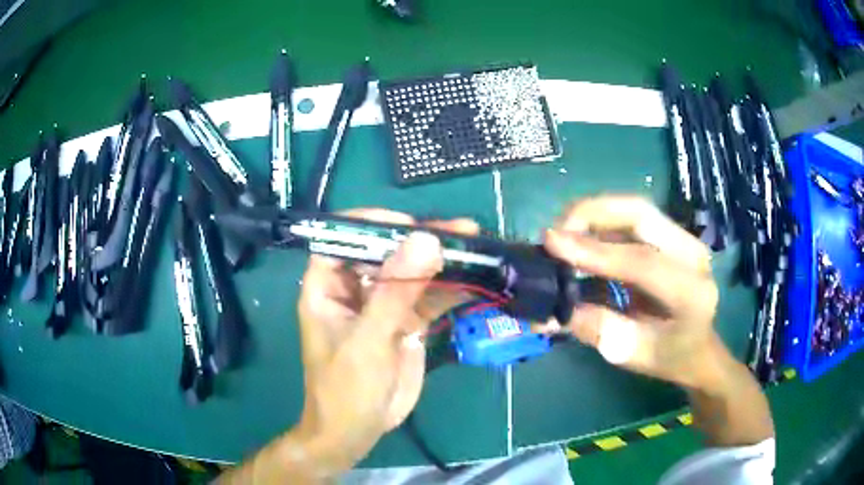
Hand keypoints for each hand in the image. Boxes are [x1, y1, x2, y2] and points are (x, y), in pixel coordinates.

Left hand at [295, 209, 477, 469]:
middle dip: (420, 241)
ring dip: (443, 264)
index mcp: (328, 288)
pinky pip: (429, 299)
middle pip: (386, 253)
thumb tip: (425, 241)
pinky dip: (451, 291)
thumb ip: (395, 292)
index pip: (343, 240)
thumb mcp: (367, 341)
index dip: (372, 225)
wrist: (357, 431)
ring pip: (412, 274)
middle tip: (460, 231)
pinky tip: (477, 281)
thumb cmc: (345, 388)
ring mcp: (383, 306)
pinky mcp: (406, 324)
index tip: (409, 225)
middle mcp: (355, 290)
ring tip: (477, 248)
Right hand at [541, 196, 721, 388]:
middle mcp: (693, 255)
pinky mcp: (672, 235)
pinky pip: (633, 218)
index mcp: (691, 293)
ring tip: (562, 232)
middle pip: (641, 214)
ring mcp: (684, 239)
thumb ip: (598, 329)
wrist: (698, 347)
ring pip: (635, 209)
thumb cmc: (669, 357)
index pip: (642, 261)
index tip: (551, 243)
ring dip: (594, 213)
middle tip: (555, 231)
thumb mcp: (633, 354)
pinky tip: (581, 234)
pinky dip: (602, 220)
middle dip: (592, 213)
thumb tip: (551, 310)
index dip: (595, 251)